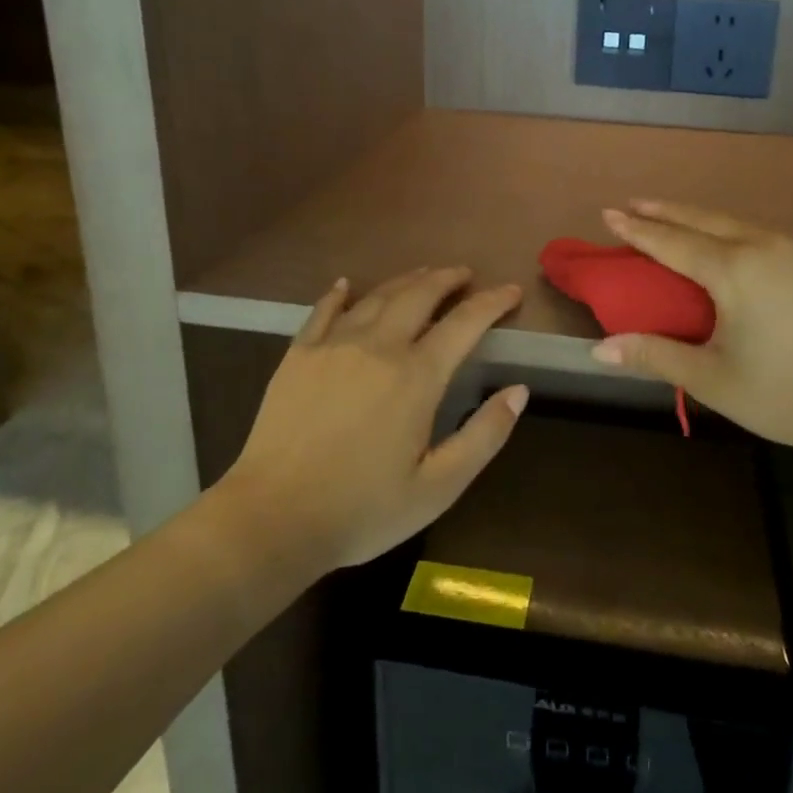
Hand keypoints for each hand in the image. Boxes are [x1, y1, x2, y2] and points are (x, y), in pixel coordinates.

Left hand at [226, 268, 527, 568]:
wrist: (273, 519)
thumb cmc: (363, 508)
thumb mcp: (438, 487)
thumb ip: (484, 436)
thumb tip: (519, 390)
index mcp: (417, 376)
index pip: (465, 323)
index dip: (492, 302)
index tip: (512, 291)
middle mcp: (378, 346)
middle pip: (419, 295)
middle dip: (447, 278)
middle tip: (464, 274)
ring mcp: (334, 345)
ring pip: (377, 296)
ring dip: (405, 281)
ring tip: (423, 275)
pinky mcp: (298, 355)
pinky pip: (323, 310)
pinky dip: (339, 293)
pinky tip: (346, 285)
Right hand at [590, 201, 792, 463]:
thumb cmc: (787, 394)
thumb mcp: (713, 379)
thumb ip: (656, 356)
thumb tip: (599, 350)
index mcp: (734, 270)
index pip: (672, 242)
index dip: (637, 230)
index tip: (607, 214)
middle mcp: (762, 247)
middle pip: (702, 219)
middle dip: (663, 210)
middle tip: (631, 204)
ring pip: (732, 222)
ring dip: (695, 216)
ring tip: (668, 216)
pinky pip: (755, 232)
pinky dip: (724, 228)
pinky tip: (721, 239)